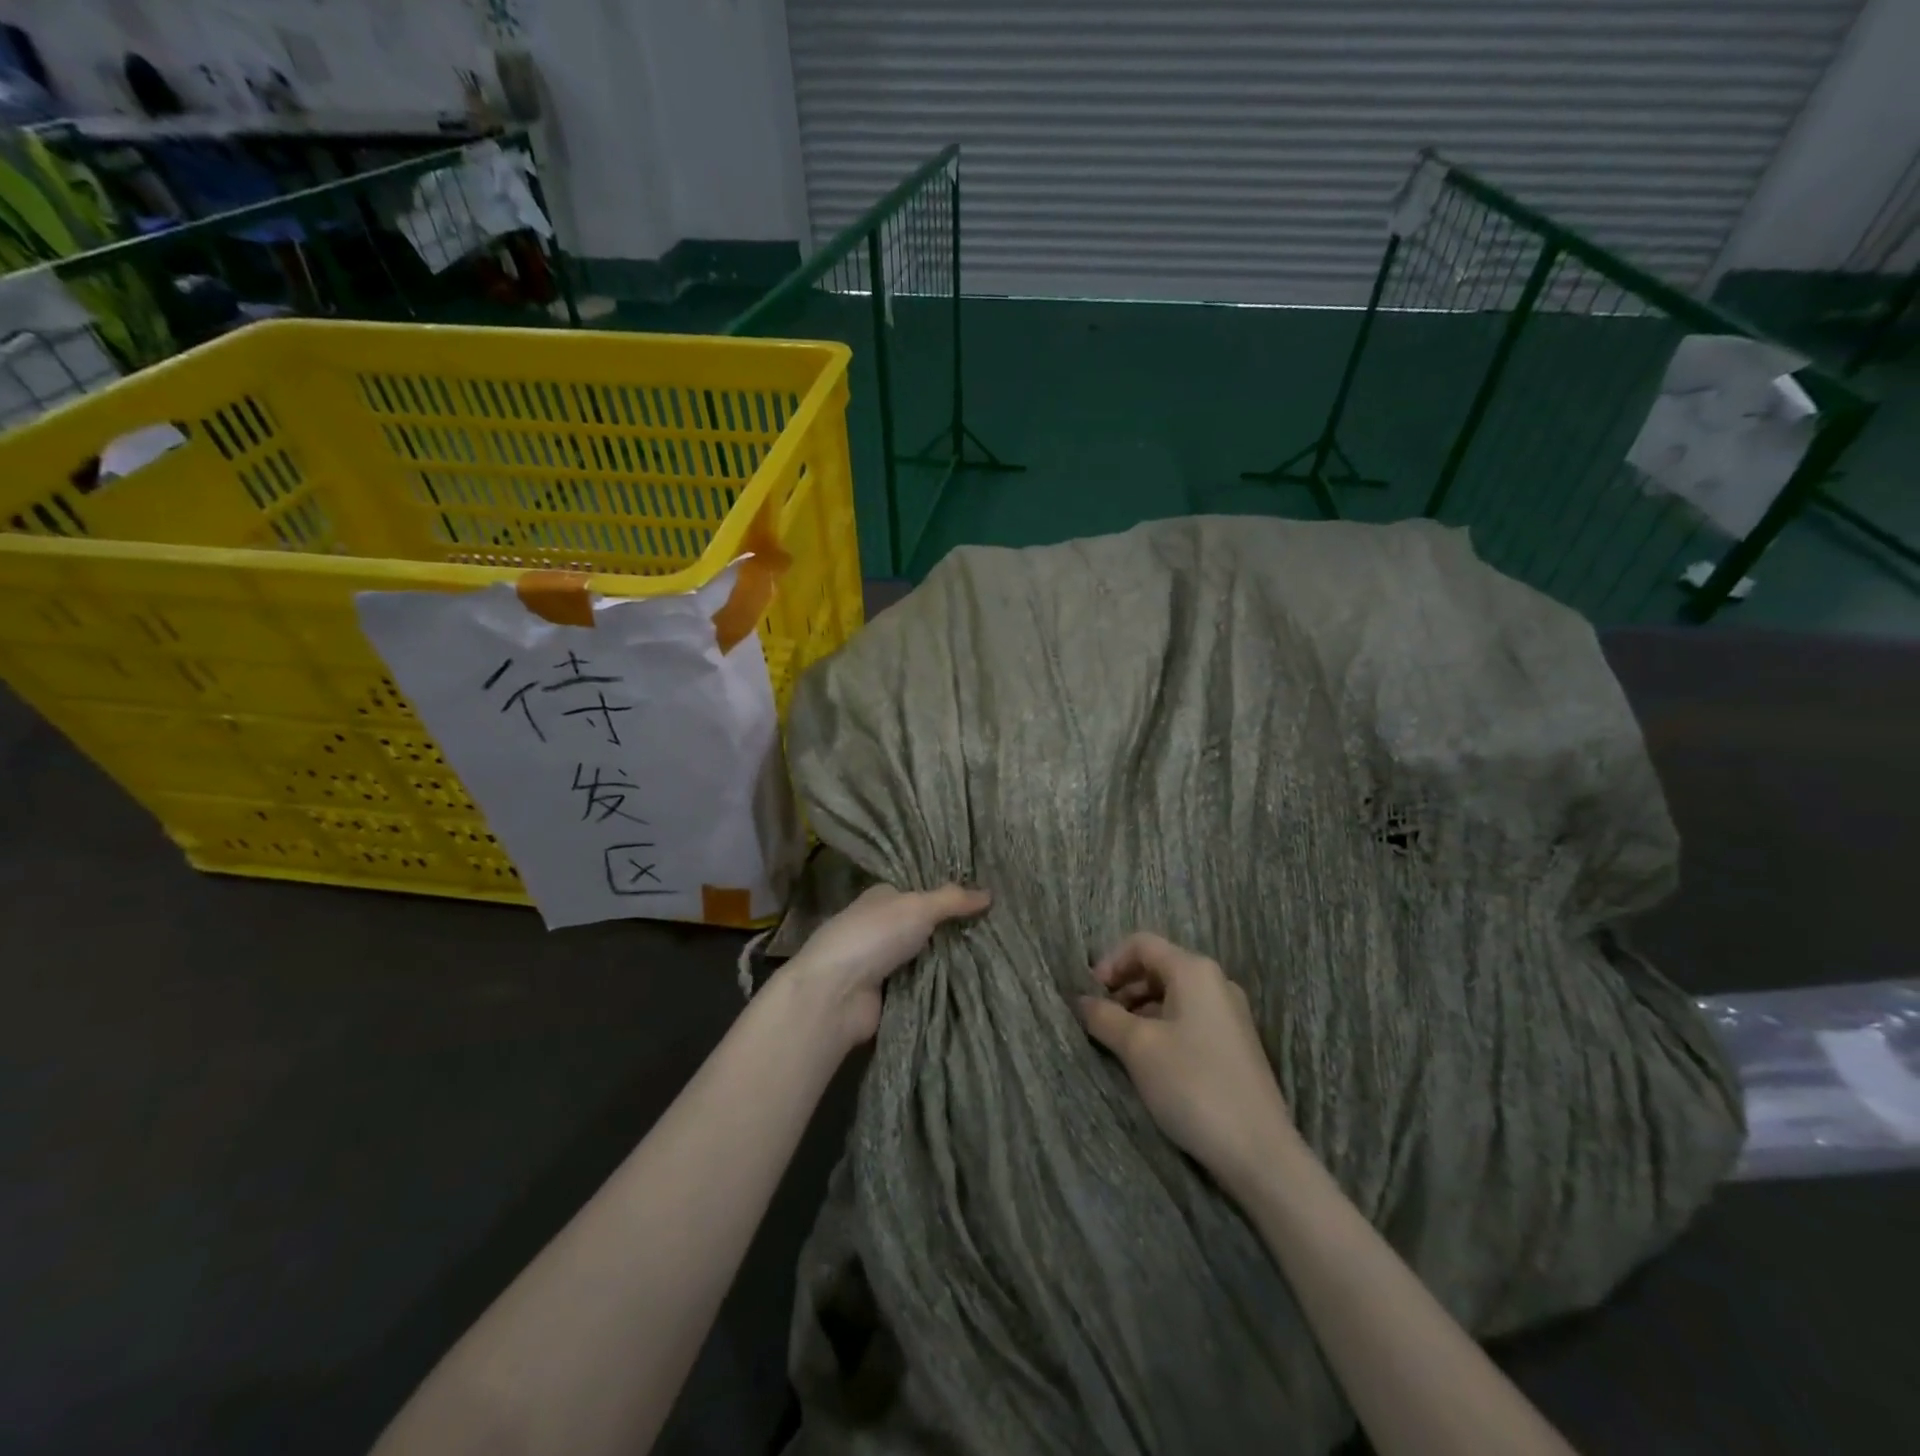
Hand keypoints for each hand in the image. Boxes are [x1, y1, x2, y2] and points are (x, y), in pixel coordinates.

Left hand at [780, 883, 989, 1049]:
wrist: (835, 995)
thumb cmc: (873, 937)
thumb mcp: (917, 908)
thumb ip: (952, 900)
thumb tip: (989, 893)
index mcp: (882, 897)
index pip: (919, 890)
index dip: (949, 894)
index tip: (985, 897)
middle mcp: (881, 927)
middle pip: (925, 925)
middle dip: (954, 929)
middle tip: (998, 928)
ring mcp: (883, 962)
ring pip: (927, 956)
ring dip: (951, 959)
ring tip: (996, 954)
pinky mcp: (888, 994)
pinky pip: (923, 984)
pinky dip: (942, 984)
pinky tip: (975, 981)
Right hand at [1077, 932, 1296, 1190]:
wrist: (1259, 1151)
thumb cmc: (1193, 1084)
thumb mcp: (1138, 1047)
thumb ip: (1104, 1016)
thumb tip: (1081, 1000)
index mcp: (1194, 971)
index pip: (1142, 944)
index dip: (1109, 962)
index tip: (1089, 993)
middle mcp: (1215, 982)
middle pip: (1158, 966)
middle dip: (1123, 986)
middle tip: (1098, 1017)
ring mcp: (1229, 1013)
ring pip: (1172, 994)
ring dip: (1139, 1009)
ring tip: (1118, 1040)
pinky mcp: (1234, 1043)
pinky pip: (1189, 1017)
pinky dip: (1161, 1026)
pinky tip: (1148, 1057)